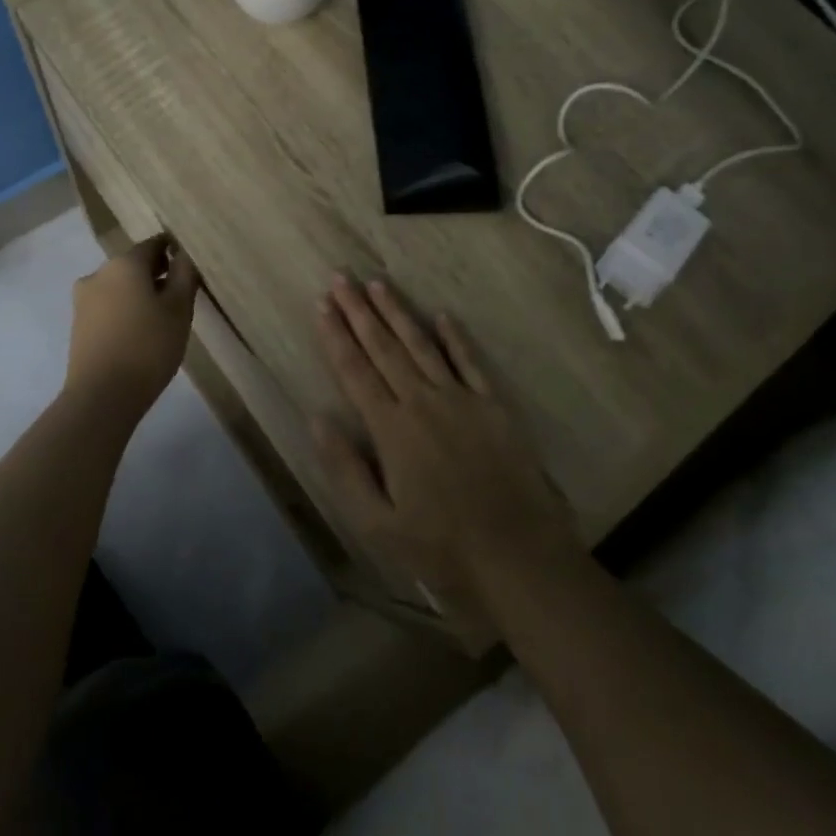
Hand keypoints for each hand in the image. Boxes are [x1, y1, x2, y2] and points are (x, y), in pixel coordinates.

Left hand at [64, 234, 199, 414]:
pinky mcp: (78, 324)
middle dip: (156, 274)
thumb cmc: (148, 346)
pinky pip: (108, 306)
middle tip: (180, 296)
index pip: (154, 244)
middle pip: (134, 264)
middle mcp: (99, 273)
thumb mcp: (178, 309)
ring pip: (119, 286)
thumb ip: (184, 275)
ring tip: (161, 319)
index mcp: (124, 263)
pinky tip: (139, 333)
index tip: (189, 267)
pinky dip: (124, 310)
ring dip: (139, 293)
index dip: (174, 251)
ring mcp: (83, 299)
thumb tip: (184, 253)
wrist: (102, 396)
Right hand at [313, 275, 576, 625]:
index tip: (322, 304)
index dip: (335, 335)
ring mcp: (461, 399)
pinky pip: (470, 361)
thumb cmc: (441, 546)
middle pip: (384, 347)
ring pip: (422, 344)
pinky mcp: (494, 406)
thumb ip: (345, 468)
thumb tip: (317, 418)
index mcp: (391, 428)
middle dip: (359, 310)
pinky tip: (442, 315)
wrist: (519, 558)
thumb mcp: (378, 523)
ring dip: (398, 312)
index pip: (355, 370)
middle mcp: (422, 401)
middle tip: (341, 278)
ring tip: (378, 283)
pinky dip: (456, 337)